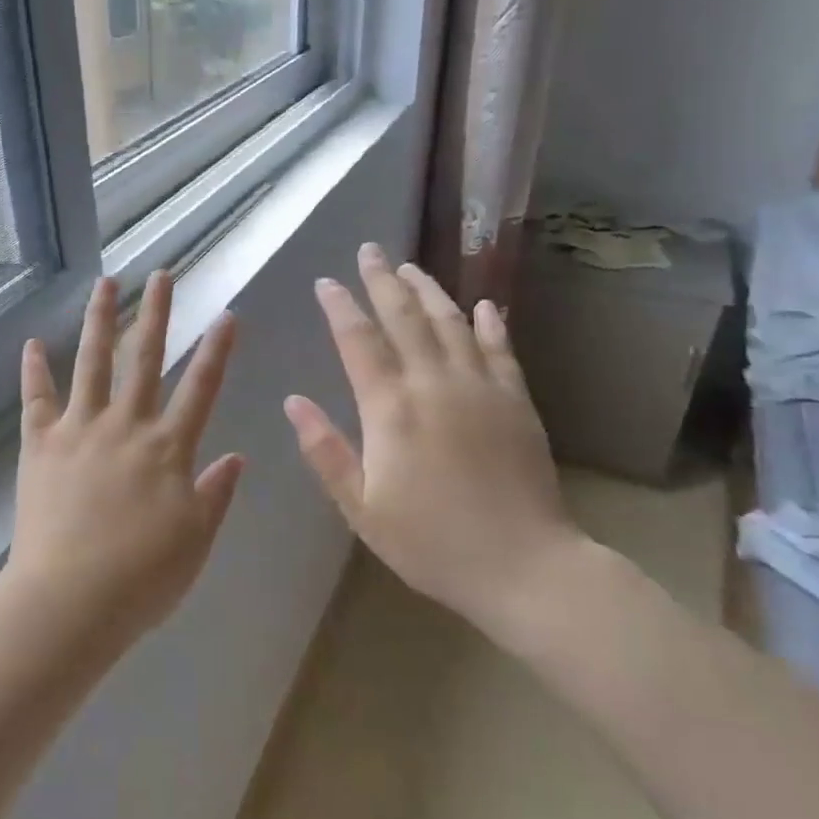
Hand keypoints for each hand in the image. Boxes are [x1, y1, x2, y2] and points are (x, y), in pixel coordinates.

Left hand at [11, 272, 244, 643]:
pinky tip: (32, 343)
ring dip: (99, 320)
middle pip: (144, 358)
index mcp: (168, 448)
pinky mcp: (40, 445)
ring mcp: (79, 430)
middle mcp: (126, 426)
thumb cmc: (143, 578)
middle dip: (157, 313)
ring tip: (105, 283)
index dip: (216, 350)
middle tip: (162, 275)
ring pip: (92, 363)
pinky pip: (36, 400)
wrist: (70, 600)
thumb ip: (216, 494)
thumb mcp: (196, 540)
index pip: (201, 388)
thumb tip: (236, 456)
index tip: (226, 314)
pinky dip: (33, 371)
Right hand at [283, 243, 580, 636]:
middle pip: (404, 318)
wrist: (524, 567)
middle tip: (369, 251)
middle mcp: (435, 384)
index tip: (326, 282)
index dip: (340, 307)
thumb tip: (293, 402)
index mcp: (391, 409)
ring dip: (428, 291)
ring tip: (410, 267)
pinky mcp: (517, 401)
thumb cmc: (431, 542)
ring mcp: (481, 388)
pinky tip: (483, 305)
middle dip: (382, 281)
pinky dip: (489, 323)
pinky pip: (501, 349)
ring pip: (451, 323)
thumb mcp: (361, 507)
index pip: (359, 341)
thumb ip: (325, 450)